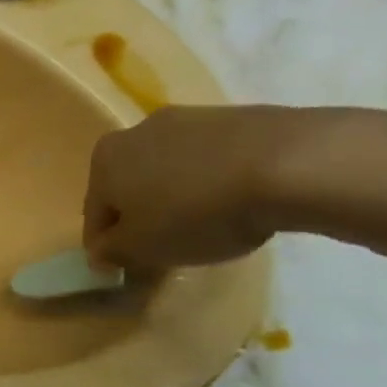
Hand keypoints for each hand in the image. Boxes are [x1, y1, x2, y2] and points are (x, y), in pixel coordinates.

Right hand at [82, 105, 332, 268]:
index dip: (107, 245)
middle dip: (142, 214)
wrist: (292, 165)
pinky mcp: (238, 118)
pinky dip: (217, 181)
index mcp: (103, 160)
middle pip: (130, 185)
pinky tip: (241, 203)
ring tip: (210, 225)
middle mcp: (136, 132)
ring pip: (171, 170)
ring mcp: (189, 120)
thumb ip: (112, 252)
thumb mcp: (142, 249)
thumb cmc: (197, 212)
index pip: (94, 213)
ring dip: (180, 195)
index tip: (125, 267)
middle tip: (167, 246)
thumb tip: (102, 251)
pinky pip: (214, 159)